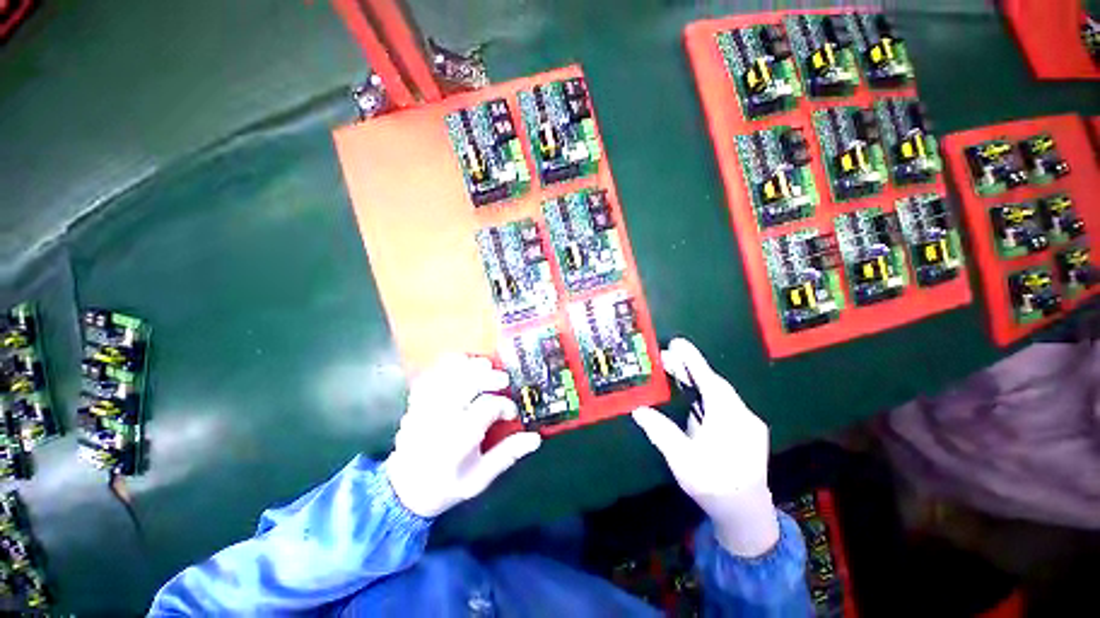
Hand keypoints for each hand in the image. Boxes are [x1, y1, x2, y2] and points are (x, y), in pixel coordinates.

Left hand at [385, 354, 541, 517]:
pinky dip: (448, 366)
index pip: (489, 406)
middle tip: (504, 380)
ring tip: (485, 367)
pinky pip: (432, 374)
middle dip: (490, 376)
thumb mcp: (480, 478)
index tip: (512, 413)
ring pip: (450, 373)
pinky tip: (461, 366)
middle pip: (469, 381)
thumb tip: (535, 438)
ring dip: (471, 366)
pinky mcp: (416, 402)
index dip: (506, 405)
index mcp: (460, 437)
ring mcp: (426, 406)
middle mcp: (442, 416)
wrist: (402, 492)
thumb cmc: (446, 486)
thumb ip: (507, 455)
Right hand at [632, 338, 778, 556]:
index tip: (677, 343)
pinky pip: (725, 403)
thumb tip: (639, 411)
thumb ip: (662, 432)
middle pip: (714, 384)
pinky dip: (707, 393)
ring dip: (698, 380)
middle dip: (691, 368)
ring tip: (675, 371)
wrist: (746, 515)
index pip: (709, 382)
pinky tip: (693, 395)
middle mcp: (742, 416)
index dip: (693, 361)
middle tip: (666, 356)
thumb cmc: (713, 486)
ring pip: (721, 393)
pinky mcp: (747, 430)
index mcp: (729, 420)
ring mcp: (748, 423)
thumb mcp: (683, 461)